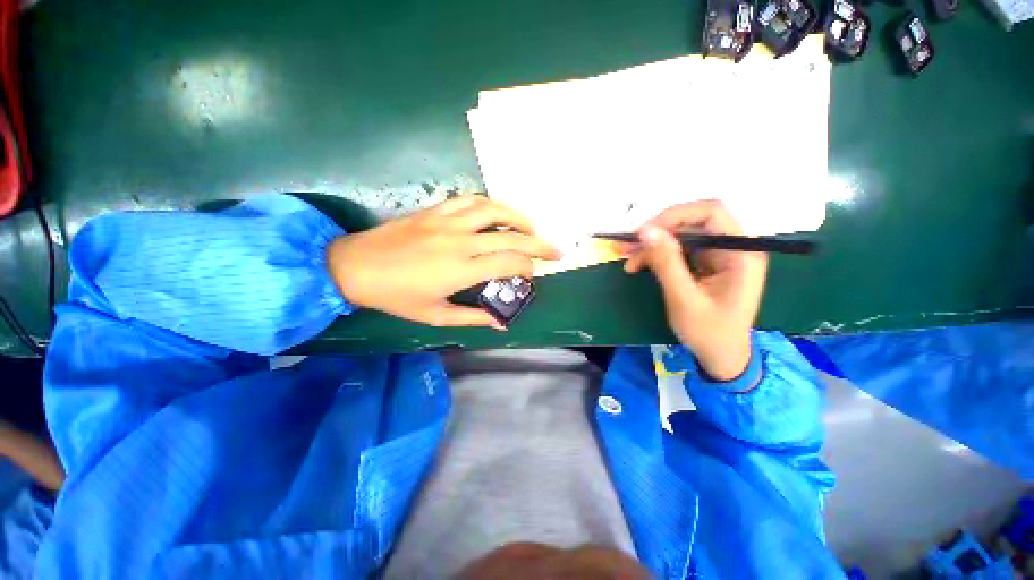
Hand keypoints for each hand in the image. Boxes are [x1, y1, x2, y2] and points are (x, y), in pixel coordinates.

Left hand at [327, 195, 559, 328]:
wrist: (352, 267)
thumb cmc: (394, 297)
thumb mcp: (435, 316)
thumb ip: (472, 318)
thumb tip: (500, 324)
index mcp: (460, 270)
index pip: (509, 262)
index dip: (527, 267)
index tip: (532, 275)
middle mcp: (460, 241)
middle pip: (511, 235)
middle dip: (539, 243)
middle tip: (555, 250)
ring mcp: (447, 222)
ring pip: (494, 209)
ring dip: (518, 217)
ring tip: (530, 227)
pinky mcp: (435, 211)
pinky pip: (470, 200)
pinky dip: (490, 205)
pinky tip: (496, 213)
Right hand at [624, 200, 767, 380]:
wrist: (721, 357)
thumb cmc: (709, 333)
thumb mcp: (684, 299)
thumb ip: (666, 262)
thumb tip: (645, 230)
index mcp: (740, 252)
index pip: (711, 213)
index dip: (675, 216)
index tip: (644, 232)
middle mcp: (731, 247)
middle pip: (691, 223)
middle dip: (656, 232)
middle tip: (626, 244)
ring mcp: (717, 255)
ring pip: (680, 236)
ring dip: (650, 245)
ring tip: (625, 258)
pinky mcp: (703, 264)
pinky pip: (676, 251)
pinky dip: (654, 256)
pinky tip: (636, 265)